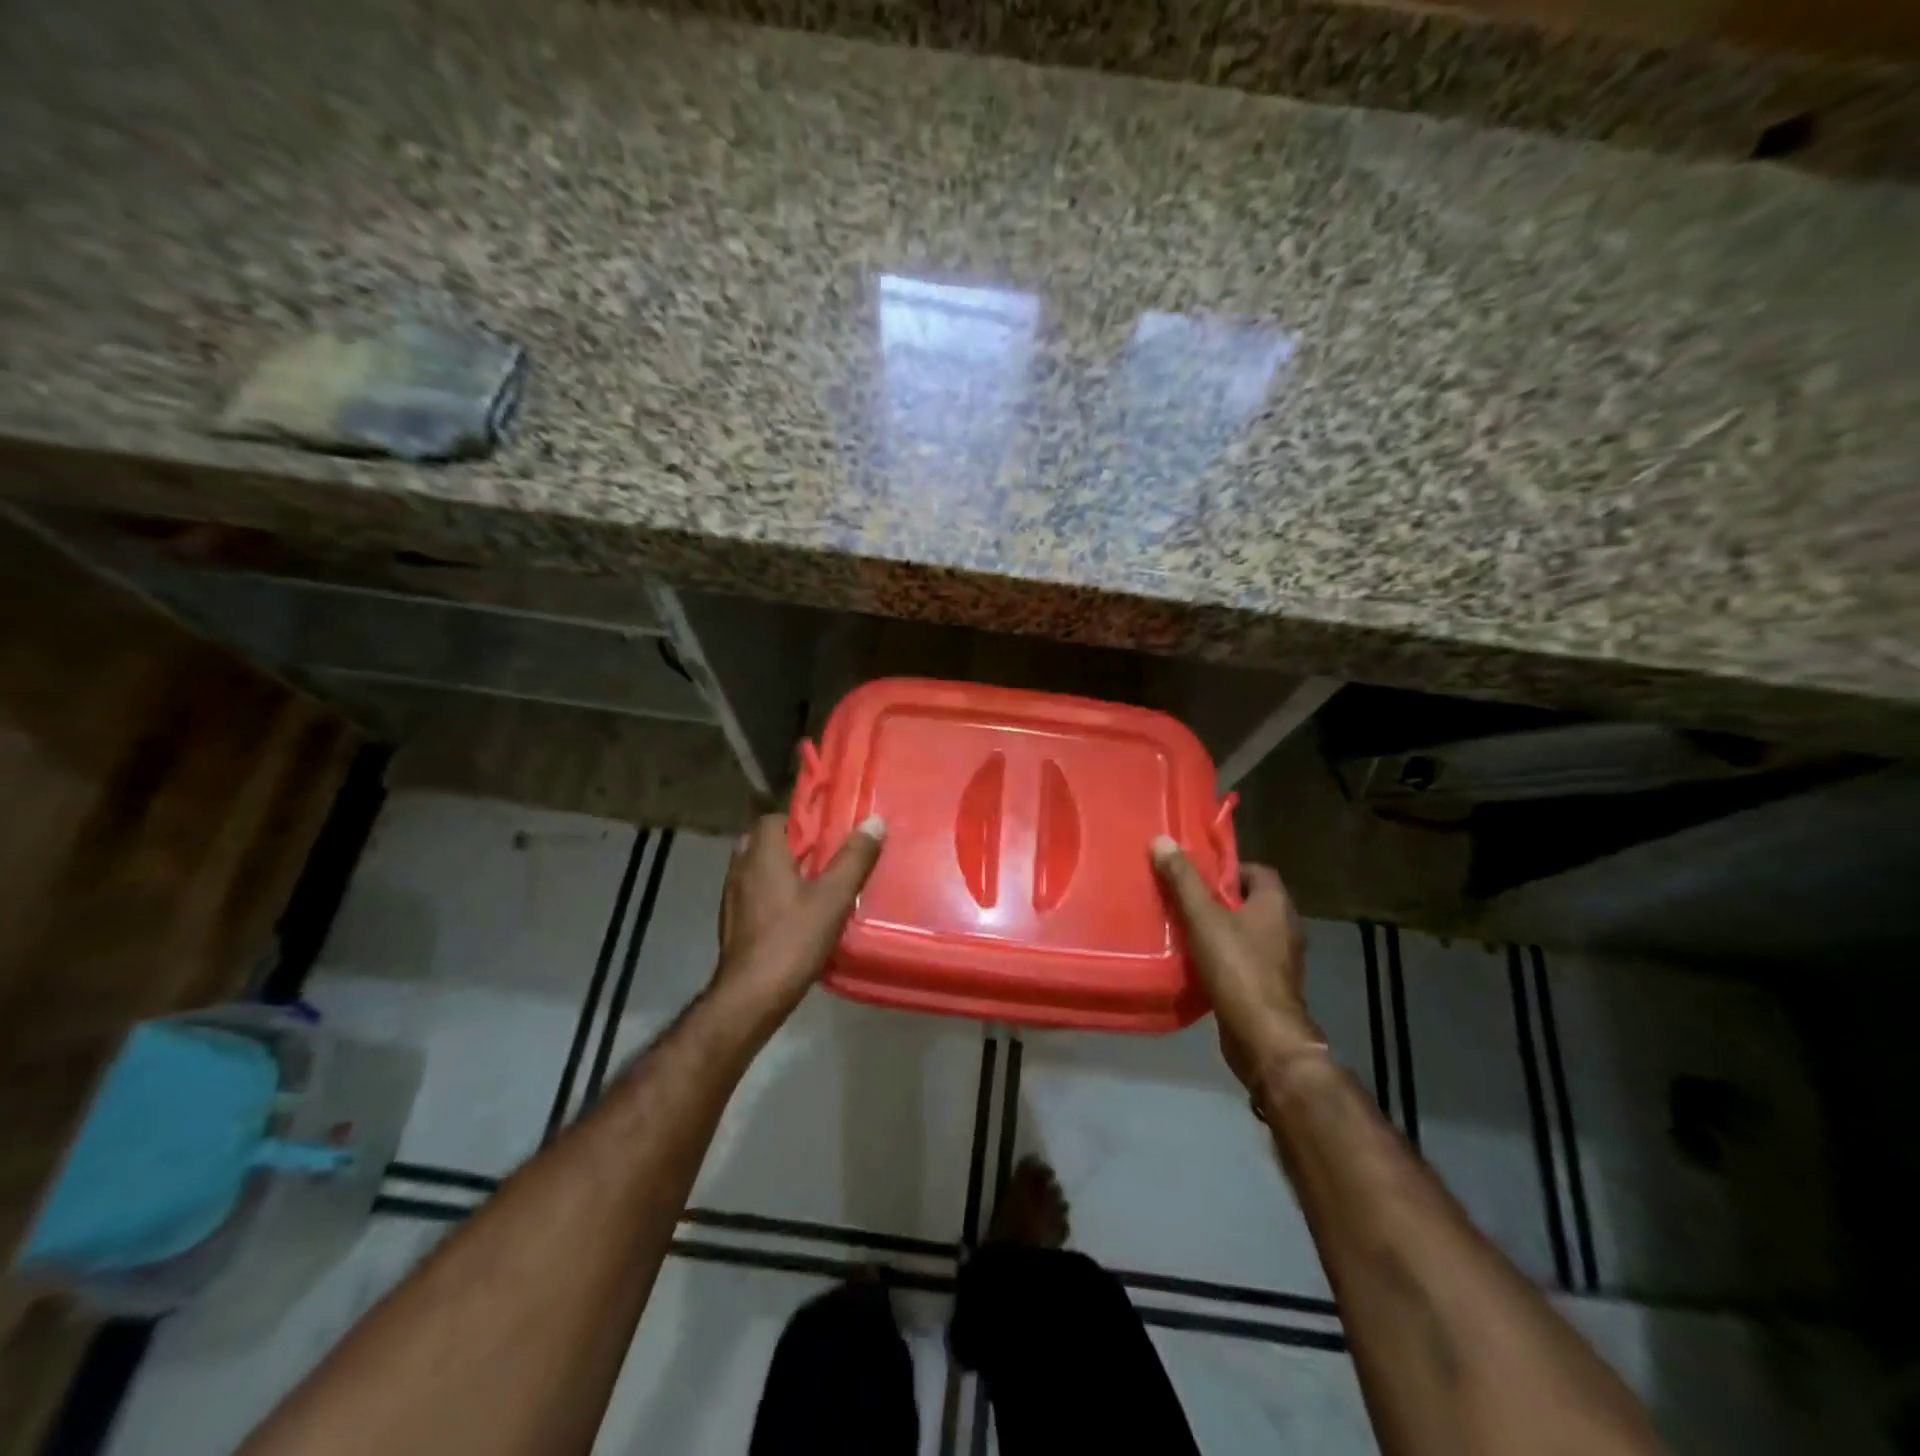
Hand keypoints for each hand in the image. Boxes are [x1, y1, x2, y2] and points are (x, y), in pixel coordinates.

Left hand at [713, 812, 885, 1030]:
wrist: (751, 996)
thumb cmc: (792, 939)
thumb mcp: (833, 897)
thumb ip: (854, 858)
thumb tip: (874, 821)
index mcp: (761, 855)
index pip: (774, 819)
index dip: (800, 821)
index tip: (827, 832)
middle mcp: (740, 869)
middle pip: (764, 842)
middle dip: (792, 846)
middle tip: (824, 858)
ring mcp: (732, 898)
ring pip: (757, 870)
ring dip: (781, 871)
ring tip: (815, 885)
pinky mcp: (732, 923)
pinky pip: (753, 894)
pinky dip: (772, 894)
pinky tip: (797, 914)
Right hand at [1151, 838, 1322, 1089]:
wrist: (1263, 1037)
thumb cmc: (1237, 968)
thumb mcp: (1203, 918)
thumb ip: (1183, 880)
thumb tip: (1161, 840)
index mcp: (1276, 905)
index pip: (1256, 871)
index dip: (1227, 868)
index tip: (1196, 874)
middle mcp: (1285, 928)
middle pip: (1249, 901)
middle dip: (1217, 898)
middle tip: (1182, 898)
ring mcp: (1280, 960)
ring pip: (1246, 932)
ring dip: (1219, 929)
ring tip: (1182, 928)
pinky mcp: (1269, 986)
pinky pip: (1243, 959)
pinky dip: (1222, 956)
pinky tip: (1195, 962)